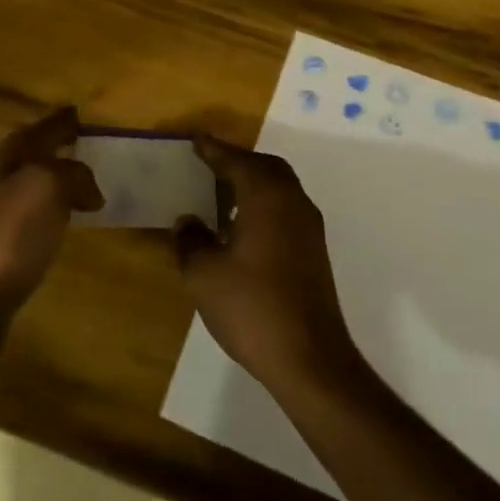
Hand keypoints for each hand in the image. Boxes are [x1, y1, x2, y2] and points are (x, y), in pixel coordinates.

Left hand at [0, 106, 103, 315]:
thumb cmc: (8, 235)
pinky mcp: (4, 248)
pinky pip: (37, 215)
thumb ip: (73, 175)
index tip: (83, 114)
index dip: (61, 120)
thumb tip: (90, 189)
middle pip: (34, 154)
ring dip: (60, 179)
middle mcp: (0, 179)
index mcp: (8, 157)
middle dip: (60, 147)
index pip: (40, 128)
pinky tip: (69, 222)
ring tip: (91, 183)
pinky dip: (56, 210)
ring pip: (36, 184)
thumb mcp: (47, 187)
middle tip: (94, 147)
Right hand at [174, 135, 361, 395]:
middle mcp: (293, 203)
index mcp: (267, 198)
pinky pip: (285, 210)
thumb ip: (191, 240)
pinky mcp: (313, 253)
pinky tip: (241, 227)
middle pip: (266, 168)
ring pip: (279, 189)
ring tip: (221, 192)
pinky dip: (262, 205)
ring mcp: (308, 229)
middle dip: (238, 161)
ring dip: (252, 183)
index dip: (214, 150)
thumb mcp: (204, 274)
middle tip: (209, 163)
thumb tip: (186, 221)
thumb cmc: (251, 308)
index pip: (238, 161)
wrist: (309, 359)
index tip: (195, 140)